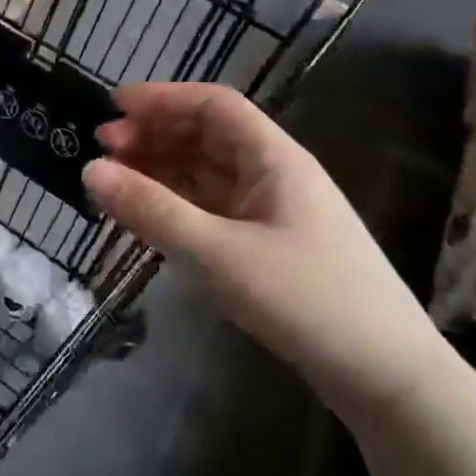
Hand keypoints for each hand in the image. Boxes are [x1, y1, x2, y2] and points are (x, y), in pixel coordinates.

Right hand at [84, 83, 442, 416]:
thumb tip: (89, 170)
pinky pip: (211, 211)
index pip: (214, 106)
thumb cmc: (307, 299)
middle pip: (207, 137)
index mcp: (274, 159)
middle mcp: (273, 175)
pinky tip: (146, 216)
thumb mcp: (219, 253)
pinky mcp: (266, 248)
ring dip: (161, 171)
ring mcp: (271, 213)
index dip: (163, 98)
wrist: (386, 376)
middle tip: (102, 149)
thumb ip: (153, 210)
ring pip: (206, 176)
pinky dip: (176, 206)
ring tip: (113, 180)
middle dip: (154, 135)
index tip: (112, 107)